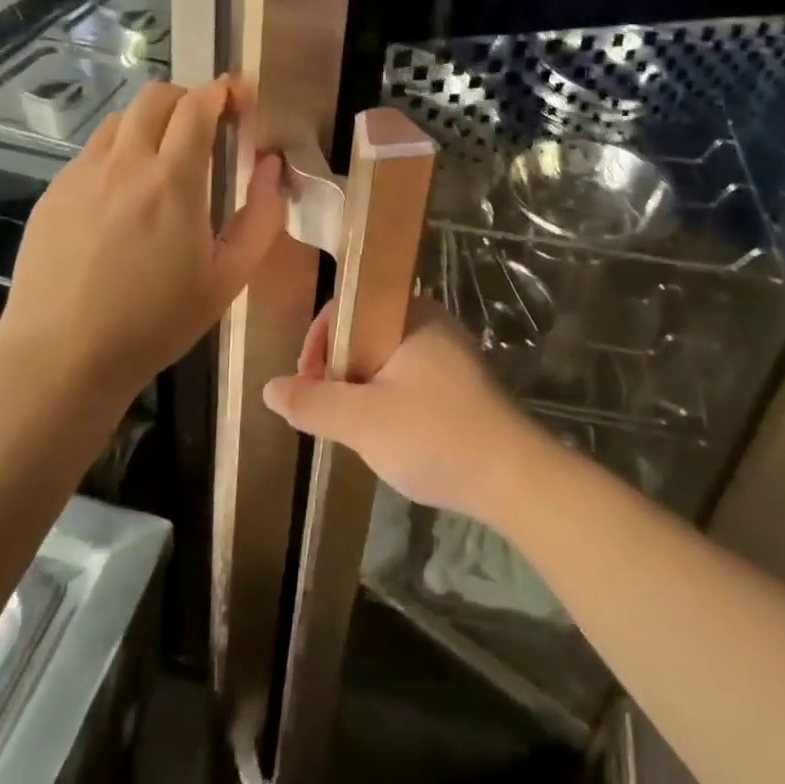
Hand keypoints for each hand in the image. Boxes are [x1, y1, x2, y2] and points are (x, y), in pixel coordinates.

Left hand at [0, 78, 285, 410]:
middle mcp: (124, 164)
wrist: (62, 359)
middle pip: (155, 96)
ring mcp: (81, 175)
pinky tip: (124, 195)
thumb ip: (261, 216)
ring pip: (119, 120)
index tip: (240, 97)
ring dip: (150, 122)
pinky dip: (119, 152)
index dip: (223, 90)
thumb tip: (271, 166)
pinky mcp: (53, 194)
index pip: (197, 105)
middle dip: (187, 97)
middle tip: (206, 125)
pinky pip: (92, 152)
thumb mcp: (228, 278)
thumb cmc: (156, 322)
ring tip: (164, 157)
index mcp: (172, 180)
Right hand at [262, 295, 549, 524]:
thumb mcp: (362, 421)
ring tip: (351, 426)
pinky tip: (386, 435)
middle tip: (325, 409)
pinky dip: (387, 399)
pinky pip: (408, 378)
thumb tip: (269, 387)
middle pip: (365, 331)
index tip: (306, 382)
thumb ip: (312, 401)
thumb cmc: (435, 435)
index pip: (349, 305)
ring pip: (385, 358)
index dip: (319, 340)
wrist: (515, 478)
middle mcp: (432, 322)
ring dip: (361, 387)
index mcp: (411, 313)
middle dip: (338, 368)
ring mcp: (450, 354)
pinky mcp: (460, 385)